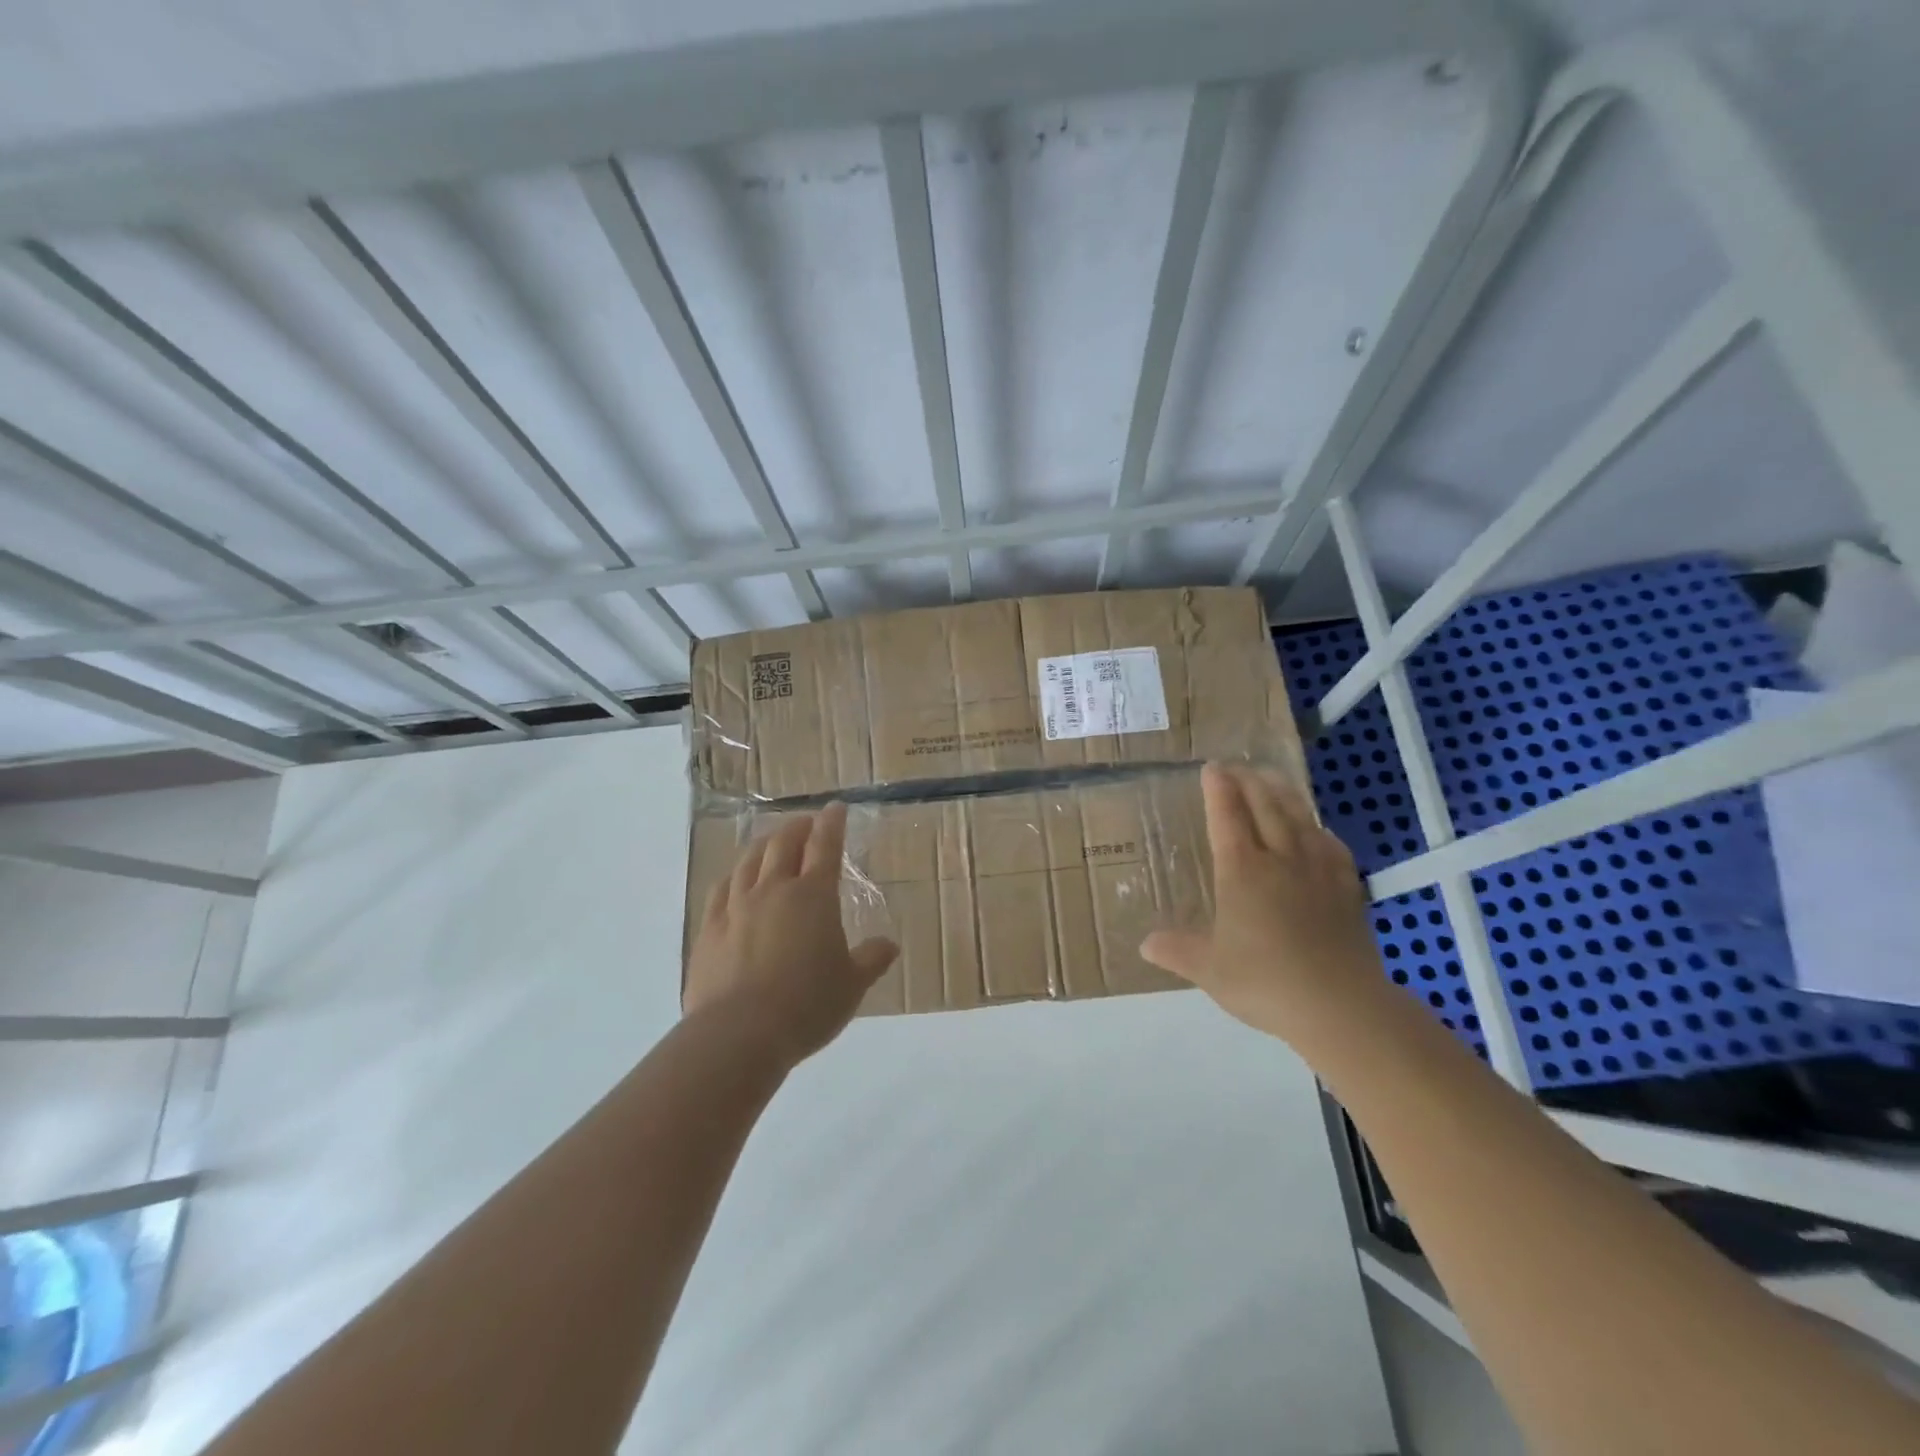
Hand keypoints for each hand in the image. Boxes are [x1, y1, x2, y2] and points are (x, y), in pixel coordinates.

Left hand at [685, 802, 898, 1066]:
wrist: (739, 1034)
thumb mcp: (851, 986)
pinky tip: (734, 878)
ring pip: (749, 860)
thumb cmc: (807, 1005)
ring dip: (763, 844)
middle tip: (806, 822)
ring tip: (770, 841)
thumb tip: (889, 945)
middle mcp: (773, 890)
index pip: (825, 847)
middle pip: (783, 844)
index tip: (835, 808)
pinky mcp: (708, 928)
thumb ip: (871, 960)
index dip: (832, 824)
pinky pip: (720, 889)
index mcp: (813, 896)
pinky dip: (733, 875)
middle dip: (797, 828)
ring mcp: (736, 906)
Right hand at [1141, 762, 1388, 1043]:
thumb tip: (1146, 944)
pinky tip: (1317, 830)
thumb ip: (1177, 951)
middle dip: (1249, 781)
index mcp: (1242, 871)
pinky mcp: (1346, 890)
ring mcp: (1318, 872)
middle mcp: (1280, 860)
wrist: (1339, 1005)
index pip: (1228, 817)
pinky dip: (1319, 829)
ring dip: (1283, 793)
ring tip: (1273, 779)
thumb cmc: (1265, 982)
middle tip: (1237, 766)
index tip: (1212, 768)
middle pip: (1265, 807)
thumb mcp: (1209, 970)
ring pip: (1300, 819)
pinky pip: (1331, 847)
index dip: (1219, 790)